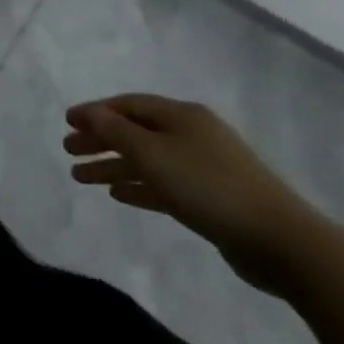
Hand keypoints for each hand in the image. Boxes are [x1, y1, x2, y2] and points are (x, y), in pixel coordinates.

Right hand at [64, 94, 330, 294]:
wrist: (278, 239)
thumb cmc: (207, 186)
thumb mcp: (152, 154)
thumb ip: (115, 131)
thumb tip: (91, 113)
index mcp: (181, 116)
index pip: (128, 104)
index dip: (95, 111)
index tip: (66, 122)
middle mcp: (192, 134)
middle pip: (136, 131)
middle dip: (100, 139)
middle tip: (68, 150)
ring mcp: (203, 166)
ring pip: (147, 159)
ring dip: (113, 165)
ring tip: (80, 177)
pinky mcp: (210, 196)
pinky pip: (164, 183)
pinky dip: (138, 185)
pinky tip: (118, 194)